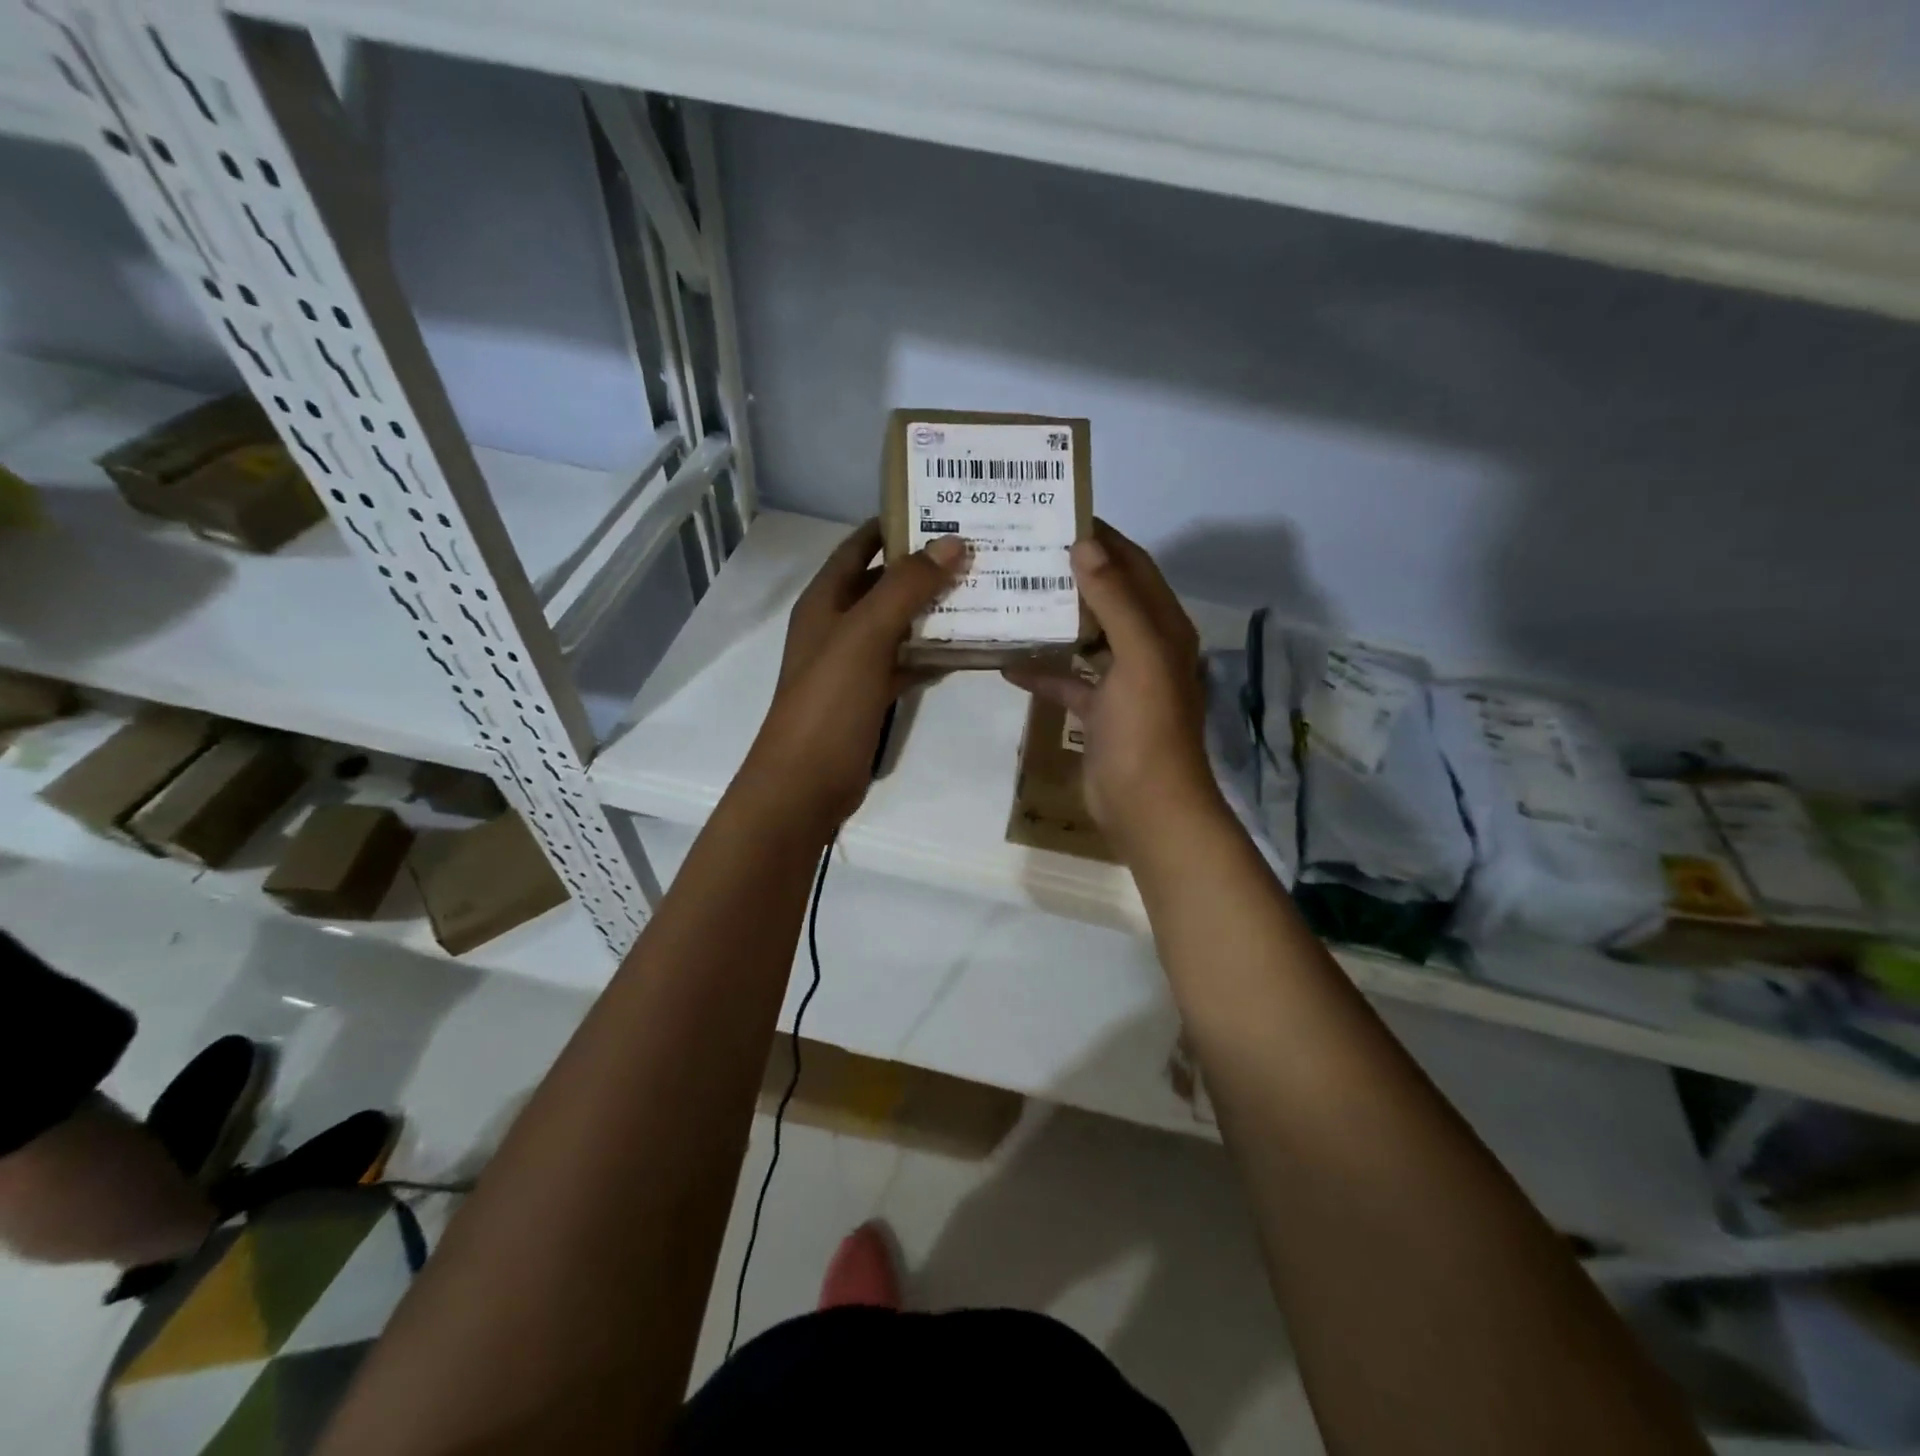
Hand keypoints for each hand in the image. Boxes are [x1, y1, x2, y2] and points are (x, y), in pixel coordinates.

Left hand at [745, 519, 964, 828]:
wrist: (806, 782)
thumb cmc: (829, 701)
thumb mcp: (865, 635)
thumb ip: (906, 587)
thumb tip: (953, 541)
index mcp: (826, 600)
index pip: (860, 546)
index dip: (895, 524)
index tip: (943, 508)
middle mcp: (838, 625)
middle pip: (885, 584)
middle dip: (926, 567)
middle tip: (979, 550)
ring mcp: (855, 663)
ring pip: (900, 625)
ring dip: (935, 611)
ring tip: (986, 592)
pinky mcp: (871, 696)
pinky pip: (907, 663)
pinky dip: (933, 655)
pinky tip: (969, 648)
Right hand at [1005, 522, 1219, 850]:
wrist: (1146, 807)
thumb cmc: (1146, 729)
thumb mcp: (1139, 657)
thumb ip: (1116, 600)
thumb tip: (1086, 545)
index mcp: (1163, 627)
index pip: (1133, 566)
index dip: (1104, 538)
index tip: (1059, 514)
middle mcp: (1146, 647)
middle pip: (1107, 596)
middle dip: (1072, 572)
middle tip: (1025, 551)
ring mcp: (1122, 681)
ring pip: (1086, 637)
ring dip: (1055, 618)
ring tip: (1012, 594)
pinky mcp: (1099, 712)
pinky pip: (1068, 680)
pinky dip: (1043, 671)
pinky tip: (1008, 664)